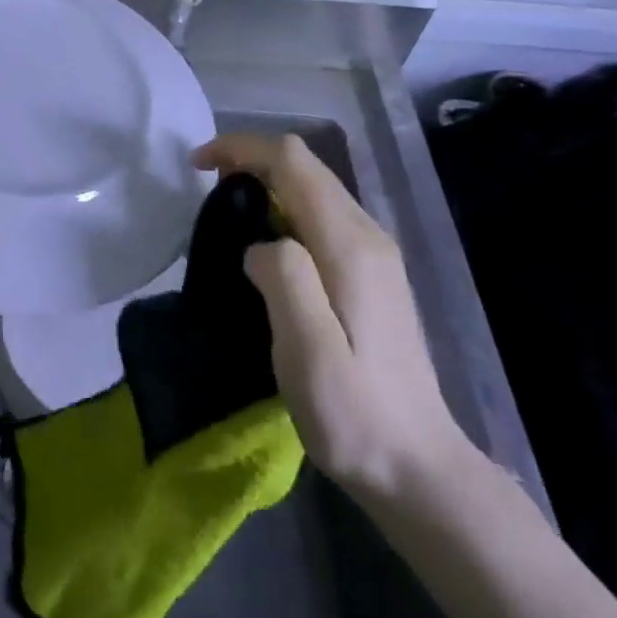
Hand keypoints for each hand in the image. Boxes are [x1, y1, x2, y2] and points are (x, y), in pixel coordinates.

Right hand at [192, 133, 466, 501]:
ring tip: (228, 212)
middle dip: (251, 159)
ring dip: (267, 182)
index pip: (293, 161)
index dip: (242, 149)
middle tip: (206, 188)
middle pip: (306, 166)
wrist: (418, 468)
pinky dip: (284, 207)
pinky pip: (322, 214)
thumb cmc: (355, 413)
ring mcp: (375, 253)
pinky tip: (267, 244)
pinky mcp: (373, 273)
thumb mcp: (308, 351)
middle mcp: (367, 234)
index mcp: (349, 244)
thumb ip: (284, 278)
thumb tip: (260, 244)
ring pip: (315, 187)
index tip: (198, 166)